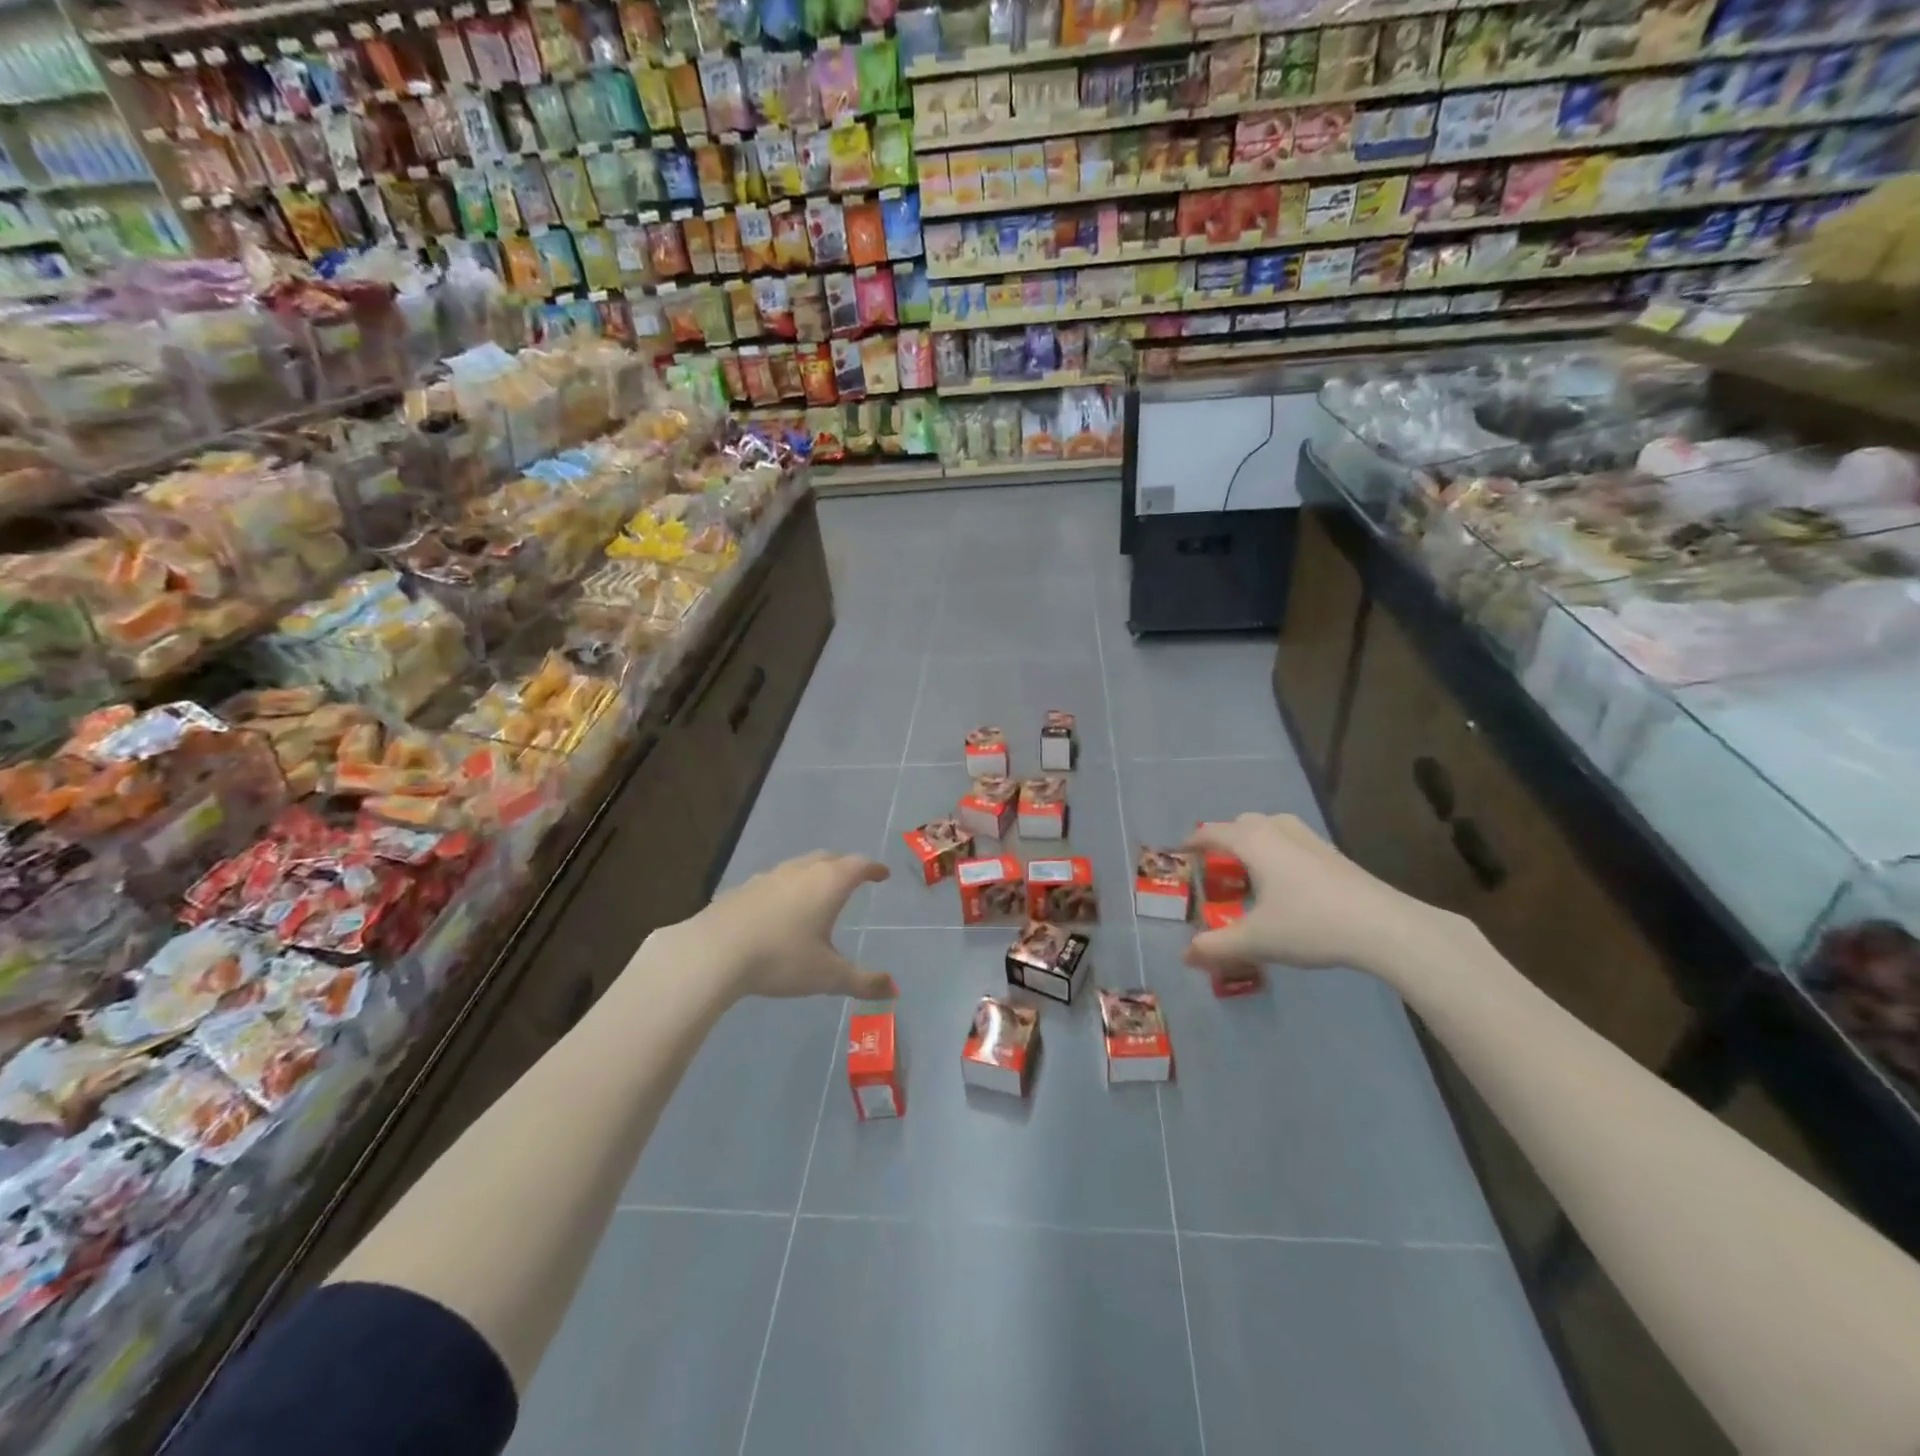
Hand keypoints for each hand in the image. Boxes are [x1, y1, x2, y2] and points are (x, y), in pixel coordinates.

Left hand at [658, 851, 897, 1002]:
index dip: (873, 868)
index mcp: (829, 883)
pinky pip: (774, 881)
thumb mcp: (827, 976)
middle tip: (853, 877)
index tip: (882, 873)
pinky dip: (786, 887)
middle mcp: (801, 871)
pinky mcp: (743, 889)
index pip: (858, 865)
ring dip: (814, 873)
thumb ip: (862, 981)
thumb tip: (893, 989)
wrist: (714, 952)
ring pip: (799, 866)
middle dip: (844, 866)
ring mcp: (769, 876)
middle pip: (829, 858)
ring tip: (817, 891)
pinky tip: (779, 908)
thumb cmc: (781, 958)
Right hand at [1182, 814, 1462, 977]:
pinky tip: (1287, 882)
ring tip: (1250, 871)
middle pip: (1243, 824)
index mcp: (1253, 842)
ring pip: (1272, 827)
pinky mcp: (1334, 854)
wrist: (1385, 927)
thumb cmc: (1310, 925)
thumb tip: (1185, 956)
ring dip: (1255, 841)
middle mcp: (1279, 831)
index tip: (1180, 852)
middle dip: (1225, 839)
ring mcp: (1310, 839)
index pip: (1212, 833)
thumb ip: (1216, 946)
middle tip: (1216, 867)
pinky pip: (1293, 841)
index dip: (1193, 842)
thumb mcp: (1256, 940)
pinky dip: (1279, 851)